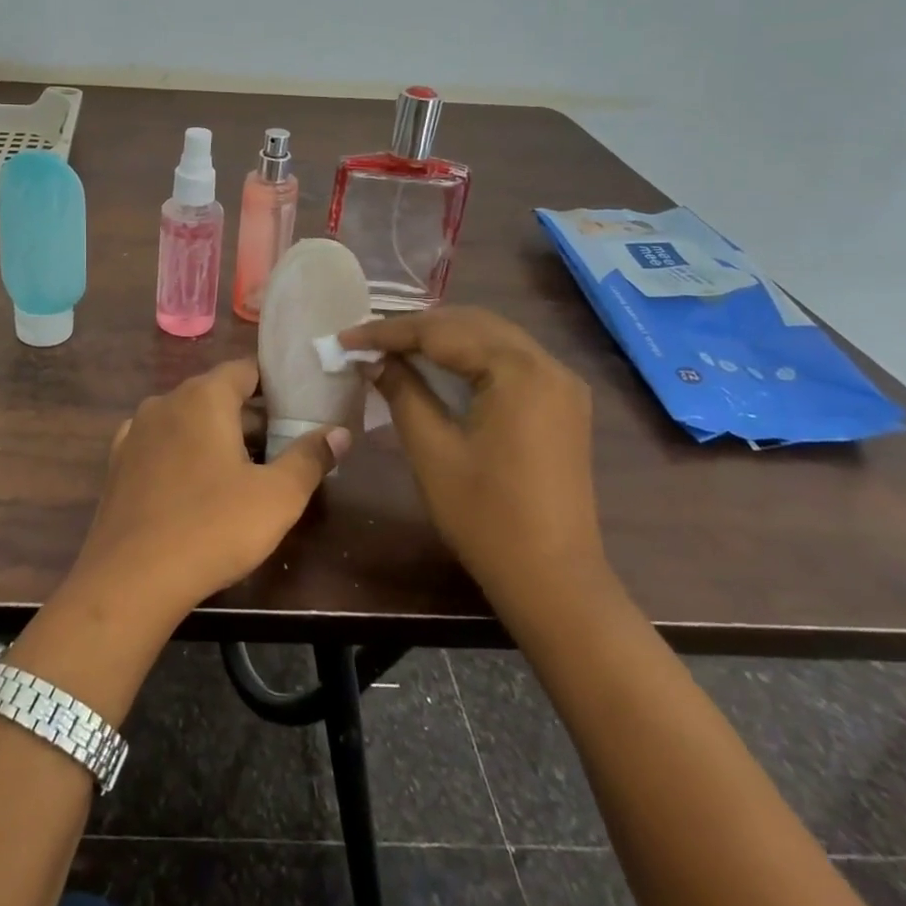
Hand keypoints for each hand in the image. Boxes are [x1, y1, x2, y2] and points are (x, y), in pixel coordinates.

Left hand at [68, 359, 349, 625]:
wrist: (131, 578)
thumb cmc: (213, 528)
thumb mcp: (277, 497)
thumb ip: (310, 458)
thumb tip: (339, 432)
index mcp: (204, 397)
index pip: (245, 370)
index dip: (275, 385)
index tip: (299, 407)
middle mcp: (166, 401)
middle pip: (216, 395)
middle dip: (249, 416)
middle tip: (282, 446)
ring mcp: (136, 431)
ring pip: (186, 420)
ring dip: (214, 435)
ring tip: (243, 469)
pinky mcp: (118, 462)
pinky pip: (160, 444)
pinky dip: (181, 453)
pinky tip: (194, 484)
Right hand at [339, 307, 602, 611]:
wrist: (554, 581)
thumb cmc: (486, 517)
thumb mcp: (432, 450)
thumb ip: (402, 391)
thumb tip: (373, 360)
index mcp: (519, 372)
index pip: (442, 332)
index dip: (388, 332)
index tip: (344, 338)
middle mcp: (548, 365)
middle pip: (470, 324)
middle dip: (415, 329)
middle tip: (366, 342)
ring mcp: (561, 384)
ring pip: (490, 338)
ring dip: (441, 339)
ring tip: (393, 350)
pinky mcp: (561, 404)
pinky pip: (507, 360)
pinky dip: (467, 357)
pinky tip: (436, 369)